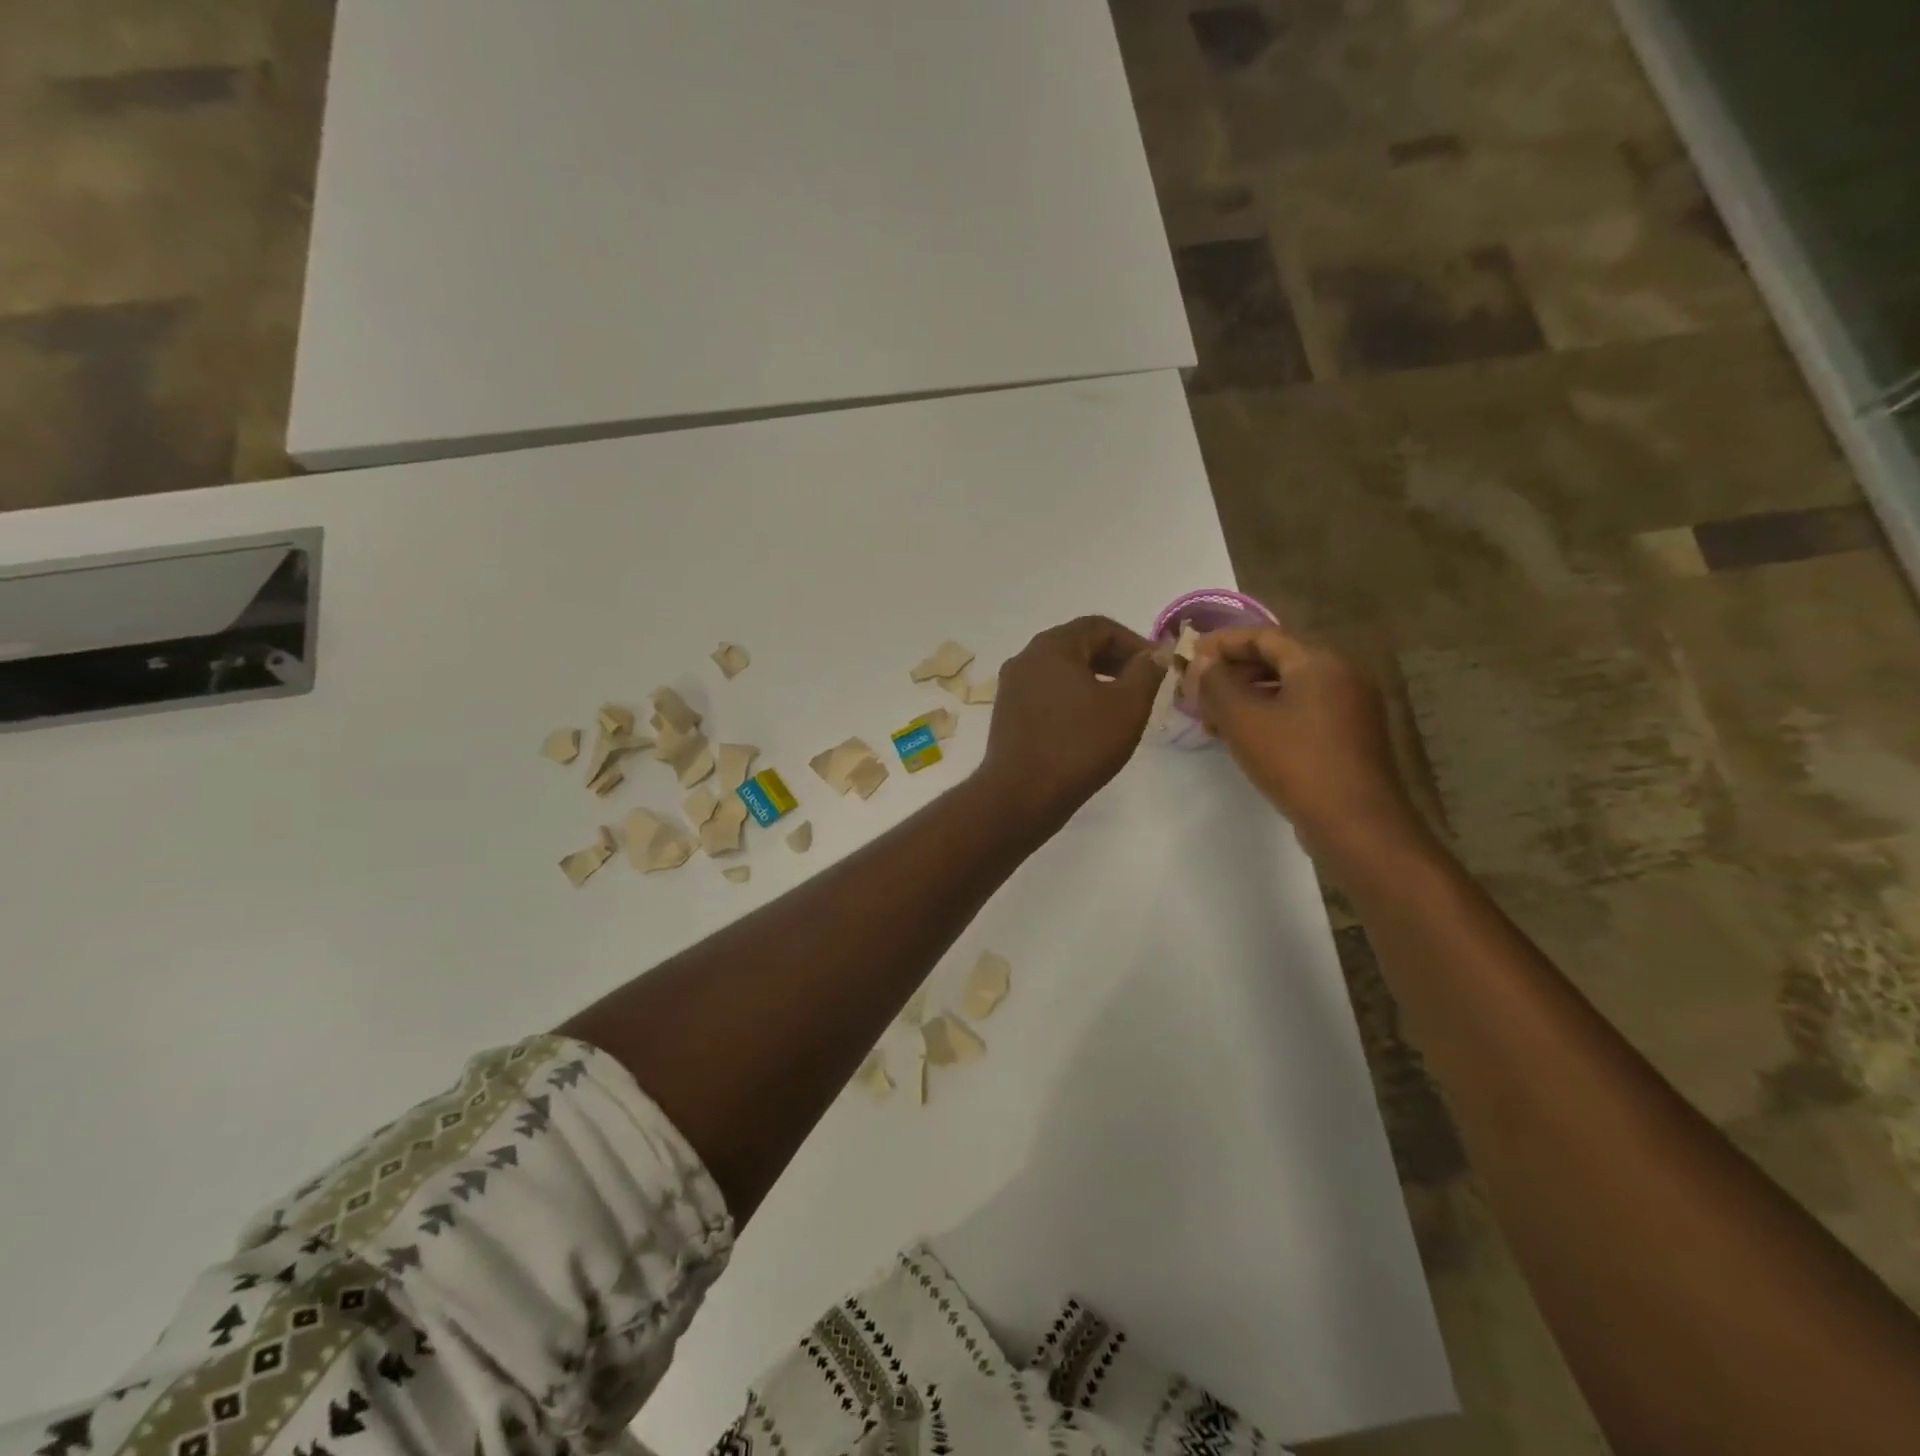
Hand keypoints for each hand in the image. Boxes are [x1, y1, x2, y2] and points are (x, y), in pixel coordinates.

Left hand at [979, 616, 1165, 828]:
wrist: (1022, 795)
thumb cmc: (1079, 745)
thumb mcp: (1127, 706)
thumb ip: (1146, 672)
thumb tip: (1155, 652)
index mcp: (1052, 646)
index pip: (1099, 626)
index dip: (1134, 642)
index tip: (1157, 666)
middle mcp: (1026, 658)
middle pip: (1077, 645)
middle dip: (1114, 660)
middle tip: (1142, 684)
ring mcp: (1011, 686)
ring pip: (1060, 671)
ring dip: (1093, 680)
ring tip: (1119, 706)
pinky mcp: (1007, 714)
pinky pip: (1045, 693)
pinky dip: (1071, 698)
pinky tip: (1088, 725)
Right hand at [1191, 626, 1428, 870]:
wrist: (1353, 823)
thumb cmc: (1294, 761)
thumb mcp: (1242, 719)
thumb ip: (1216, 683)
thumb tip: (1202, 660)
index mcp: (1319, 661)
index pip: (1262, 636)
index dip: (1221, 644)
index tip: (1188, 657)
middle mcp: (1341, 674)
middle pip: (1276, 661)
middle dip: (1231, 674)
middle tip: (1196, 693)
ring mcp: (1350, 707)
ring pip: (1287, 689)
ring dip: (1246, 698)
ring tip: (1212, 721)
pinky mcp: (1349, 736)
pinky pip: (1301, 712)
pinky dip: (1269, 716)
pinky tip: (1244, 738)